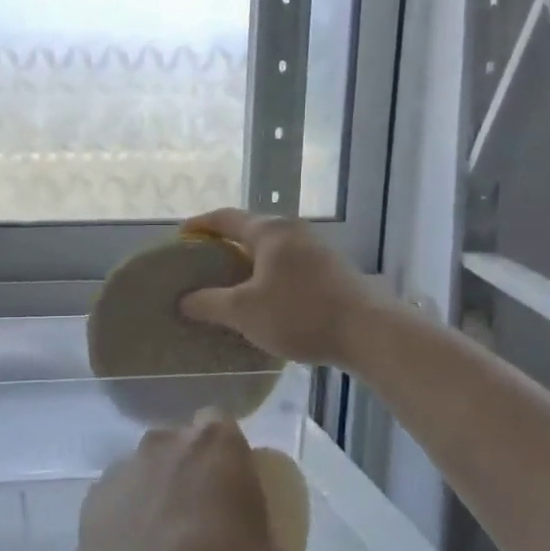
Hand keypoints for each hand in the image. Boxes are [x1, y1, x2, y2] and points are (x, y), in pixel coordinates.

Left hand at [71, 411, 289, 550]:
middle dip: (188, 470)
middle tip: (200, 519)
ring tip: (161, 548)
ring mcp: (122, 469)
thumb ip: (257, 527)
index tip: (231, 488)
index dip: (225, 453)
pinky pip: (117, 500)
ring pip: (145, 471)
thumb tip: (241, 528)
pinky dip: (125, 519)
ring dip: (155, 494)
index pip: (219, 424)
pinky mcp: (90, 500)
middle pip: (178, 445)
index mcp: (216, 446)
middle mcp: (164, 444)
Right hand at [178, 209, 385, 367]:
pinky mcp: (332, 272)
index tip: (181, 236)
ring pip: (272, 251)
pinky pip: (289, 267)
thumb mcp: (244, 311)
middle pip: (250, 231)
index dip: (200, 225)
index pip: (225, 218)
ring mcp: (317, 251)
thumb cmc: (299, 313)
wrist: (368, 332)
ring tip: (229, 285)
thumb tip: (184, 300)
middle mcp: (293, 232)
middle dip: (224, 245)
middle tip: (202, 264)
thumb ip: (209, 303)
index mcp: (269, 231)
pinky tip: (264, 301)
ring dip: (248, 264)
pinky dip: (269, 278)